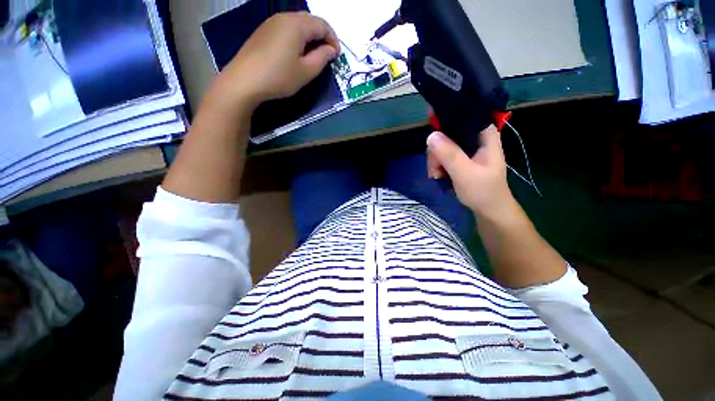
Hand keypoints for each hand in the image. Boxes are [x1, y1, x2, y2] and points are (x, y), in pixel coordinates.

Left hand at [214, 12, 339, 110]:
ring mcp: (271, 23)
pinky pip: (286, 28)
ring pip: (297, 23)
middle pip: (309, 20)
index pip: (322, 25)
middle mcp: (284, 17)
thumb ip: (322, 58)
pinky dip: (297, 37)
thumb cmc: (279, 77)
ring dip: (309, 37)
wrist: (244, 81)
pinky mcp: (263, 31)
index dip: (333, 39)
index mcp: (297, 25)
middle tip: (326, 55)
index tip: (337, 56)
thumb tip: (331, 50)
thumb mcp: (306, 71)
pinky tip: (296, 53)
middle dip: (322, 36)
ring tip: (313, 55)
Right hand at [426, 126, 514, 216]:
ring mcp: (465, 149)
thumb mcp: (465, 173)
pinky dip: (437, 166)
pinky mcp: (459, 159)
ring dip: (435, 162)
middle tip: (436, 168)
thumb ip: (450, 154)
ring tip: (438, 176)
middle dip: (436, 152)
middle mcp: (474, 138)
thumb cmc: (483, 191)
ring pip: (441, 146)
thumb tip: (431, 135)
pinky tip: (439, 176)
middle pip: (446, 133)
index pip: (462, 116)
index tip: (432, 138)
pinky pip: (441, 156)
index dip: (444, 121)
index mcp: (484, 134)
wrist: (488, 210)